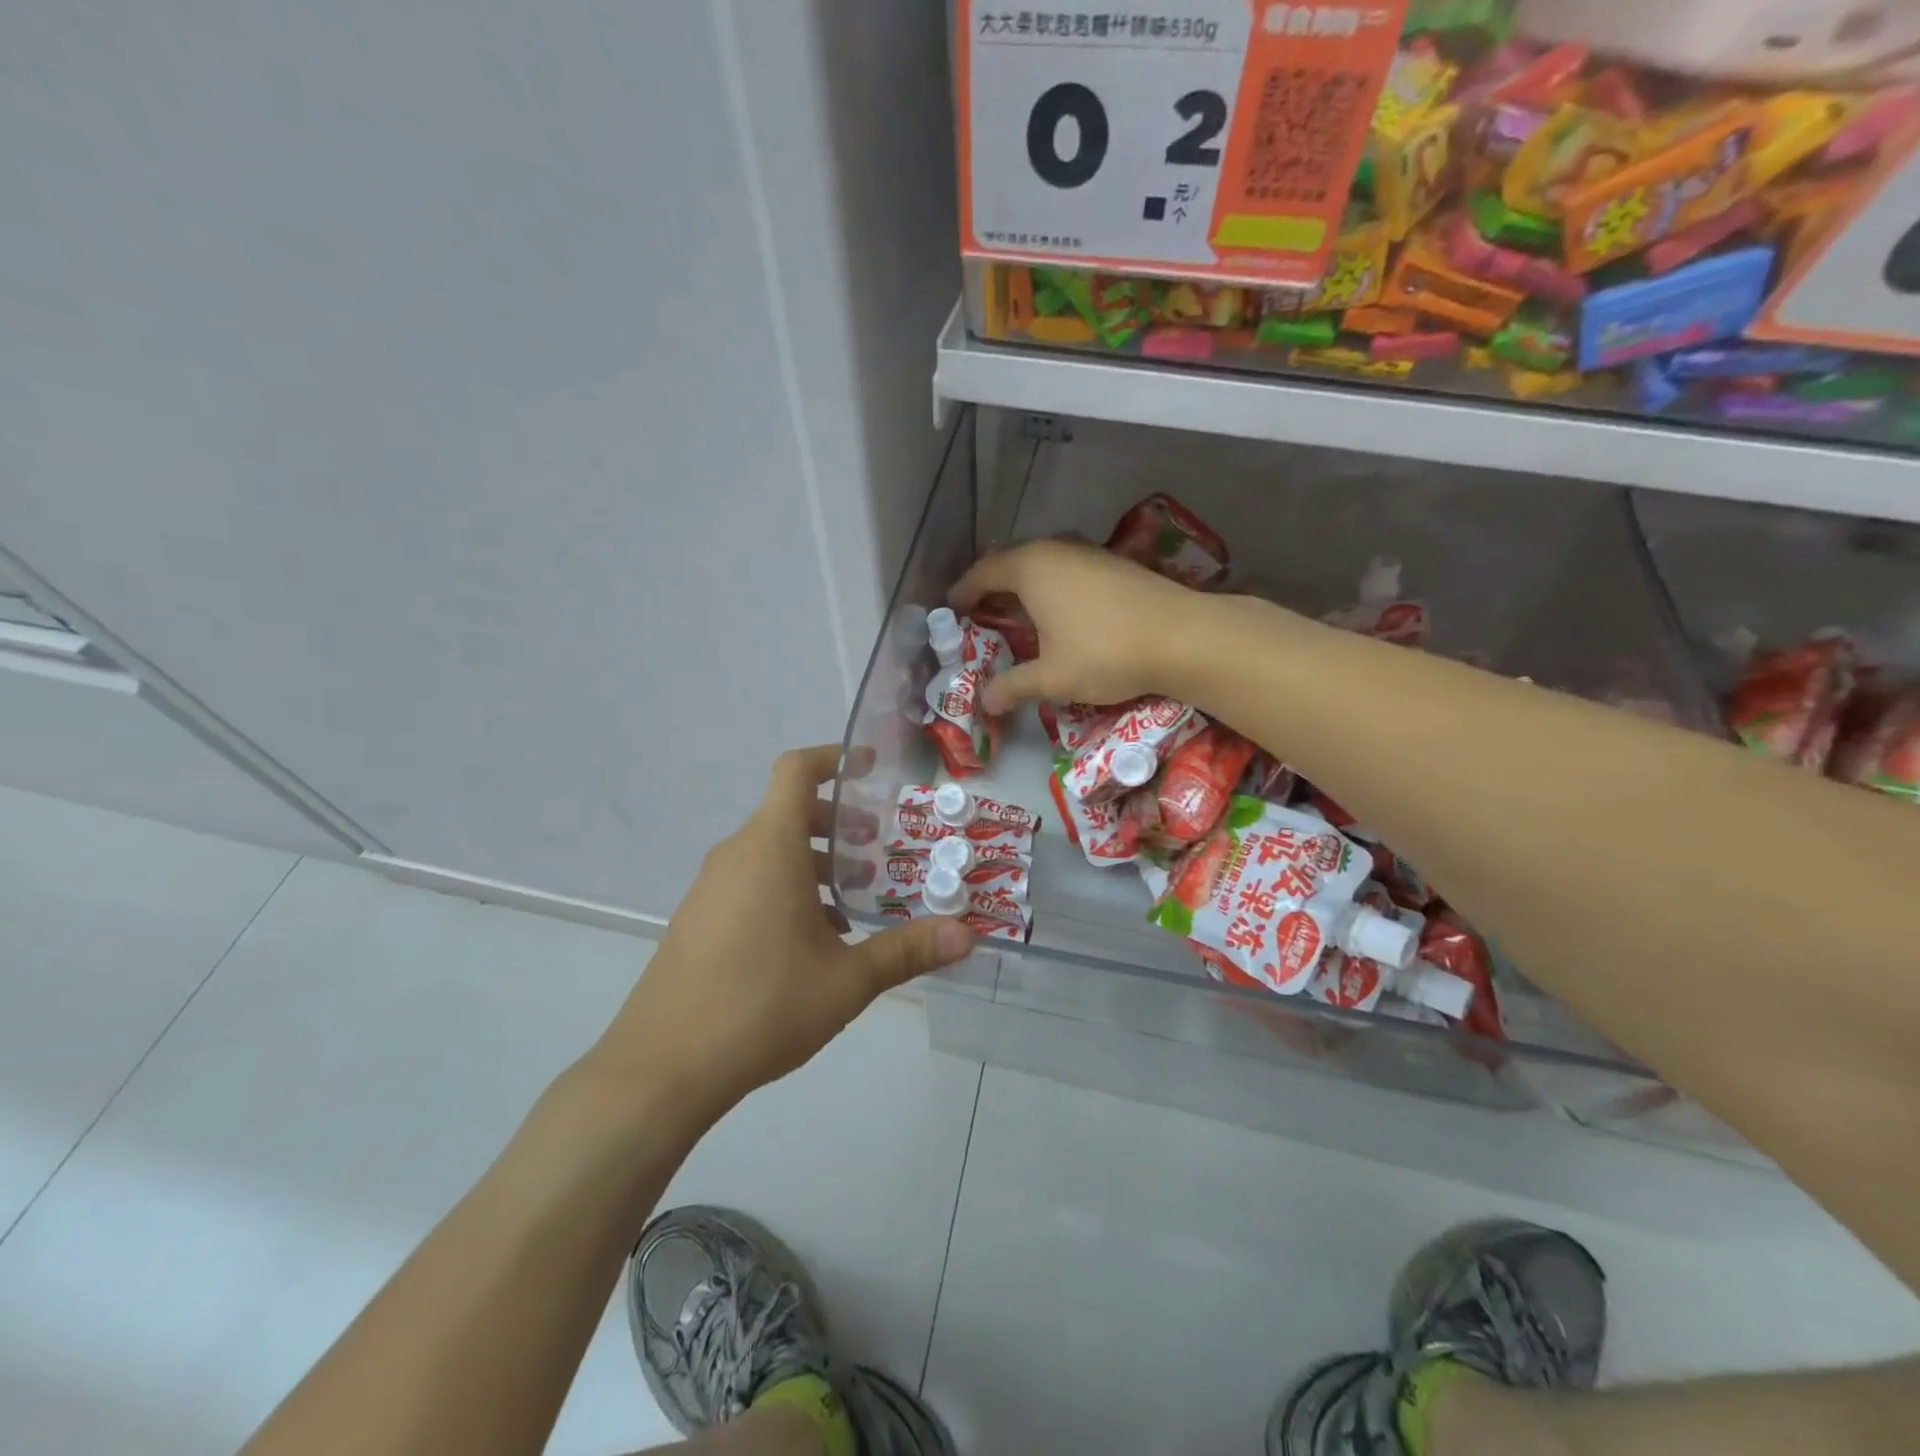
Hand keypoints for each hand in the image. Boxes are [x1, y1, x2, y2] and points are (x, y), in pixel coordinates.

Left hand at [585, 745, 973, 1117]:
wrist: (662, 1067)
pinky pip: (749, 881)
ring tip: (853, 902)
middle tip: (877, 850)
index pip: (796, 771)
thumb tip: (968, 935)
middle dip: (838, 822)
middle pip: (789, 812)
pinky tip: (812, 940)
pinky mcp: (697, 919)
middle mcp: (736, 855)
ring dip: (814, 861)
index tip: (871, 767)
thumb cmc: (762, 1005)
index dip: (834, 758)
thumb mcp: (846, 979)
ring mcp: (710, 888)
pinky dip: (785, 887)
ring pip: (769, 850)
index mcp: (770, 847)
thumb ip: (907, 951)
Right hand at [950, 539, 1208, 714]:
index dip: (963, 592)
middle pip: (1011, 562)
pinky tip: (1060, 613)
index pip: (983, 572)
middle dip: (992, 587)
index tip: (951, 609)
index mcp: (1030, 568)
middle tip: (980, 614)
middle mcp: (1055, 549)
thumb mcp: (1052, 677)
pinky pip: (1067, 570)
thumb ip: (1013, 686)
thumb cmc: (1105, 653)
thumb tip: (986, 702)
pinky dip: (1052, 587)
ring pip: (1042, 564)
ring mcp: (1088, 553)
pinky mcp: (1114, 564)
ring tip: (1017, 614)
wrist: (1183, 638)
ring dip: (1025, 586)